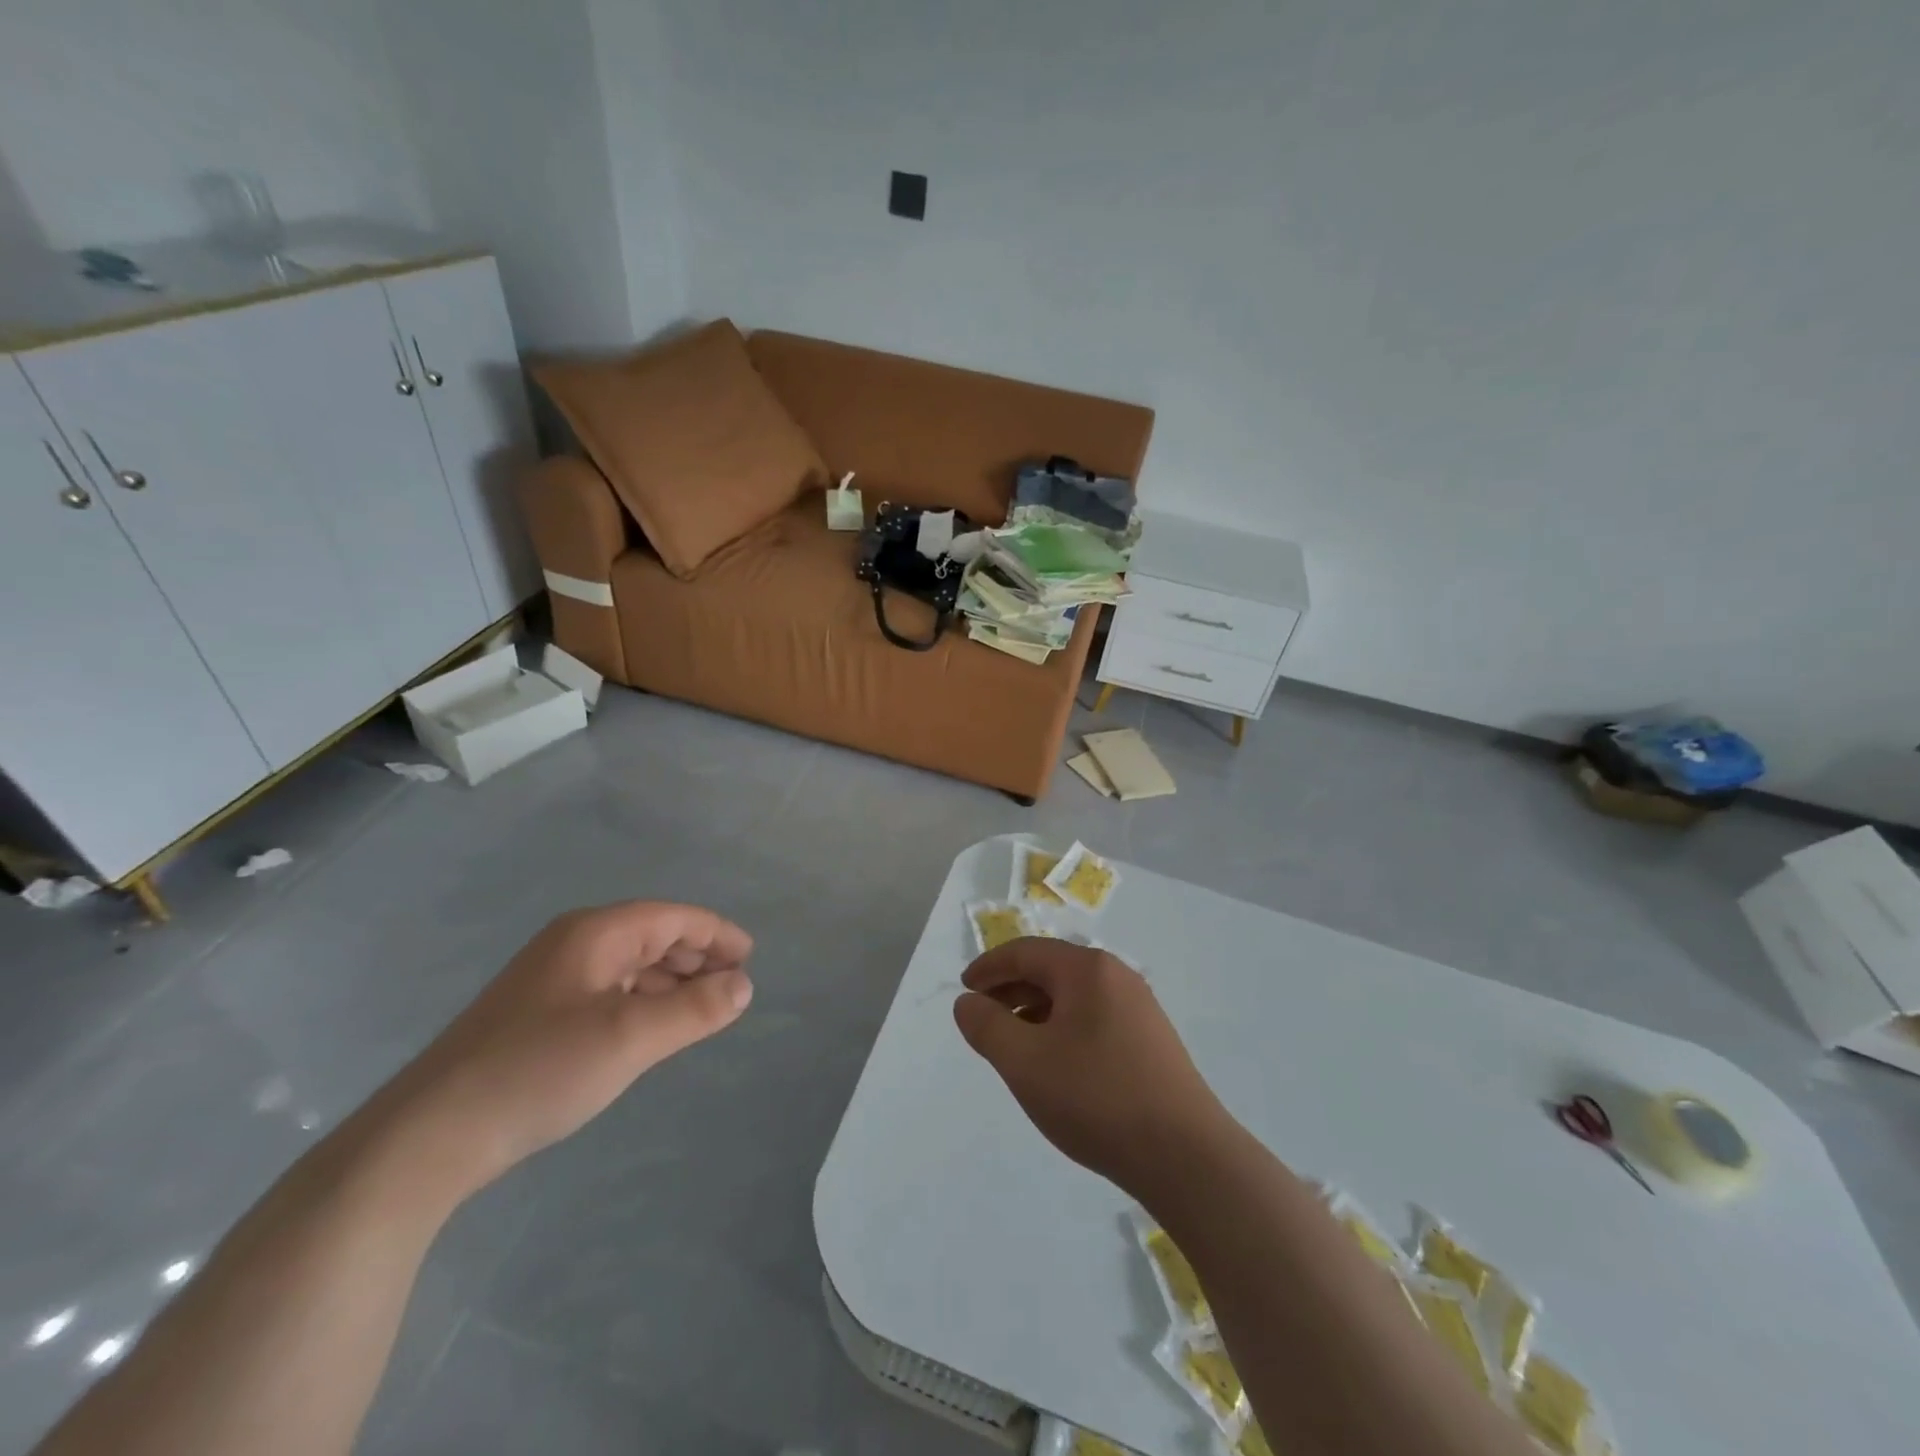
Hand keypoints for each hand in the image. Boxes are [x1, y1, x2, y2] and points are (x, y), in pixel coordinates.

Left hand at [385, 902, 752, 1194]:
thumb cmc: (539, 1071)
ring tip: (703, 1009)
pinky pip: (610, 992)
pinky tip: (653, 1029)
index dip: (717, 933)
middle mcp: (574, 945)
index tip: (750, 959)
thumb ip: (695, 1009)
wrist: (430, 1136)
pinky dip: (643, 1001)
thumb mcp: (630, 1038)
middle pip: (653, 936)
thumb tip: (744, 985)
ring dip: (672, 981)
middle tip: (733, 987)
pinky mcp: (539, 1015)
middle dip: (697, 956)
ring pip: (631, 965)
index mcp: (595, 934)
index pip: (673, 917)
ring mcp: (553, 980)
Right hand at [953, 938, 1227, 1197]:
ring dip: (1036, 1011)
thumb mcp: (1025, 1063)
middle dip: (1011, 989)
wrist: (1186, 1156)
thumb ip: (987, 1027)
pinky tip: (1056, 1063)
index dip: (989, 967)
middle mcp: (1116, 976)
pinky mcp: (1152, 1039)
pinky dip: (1063, 1028)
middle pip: (1051, 969)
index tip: (963, 988)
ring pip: (1073, 996)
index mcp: (1087, 969)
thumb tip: (967, 1002)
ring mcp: (1139, 1007)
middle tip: (982, 1017)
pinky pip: (1094, 1017)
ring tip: (1014, 1044)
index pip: (1026, 952)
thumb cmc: (1096, 1098)